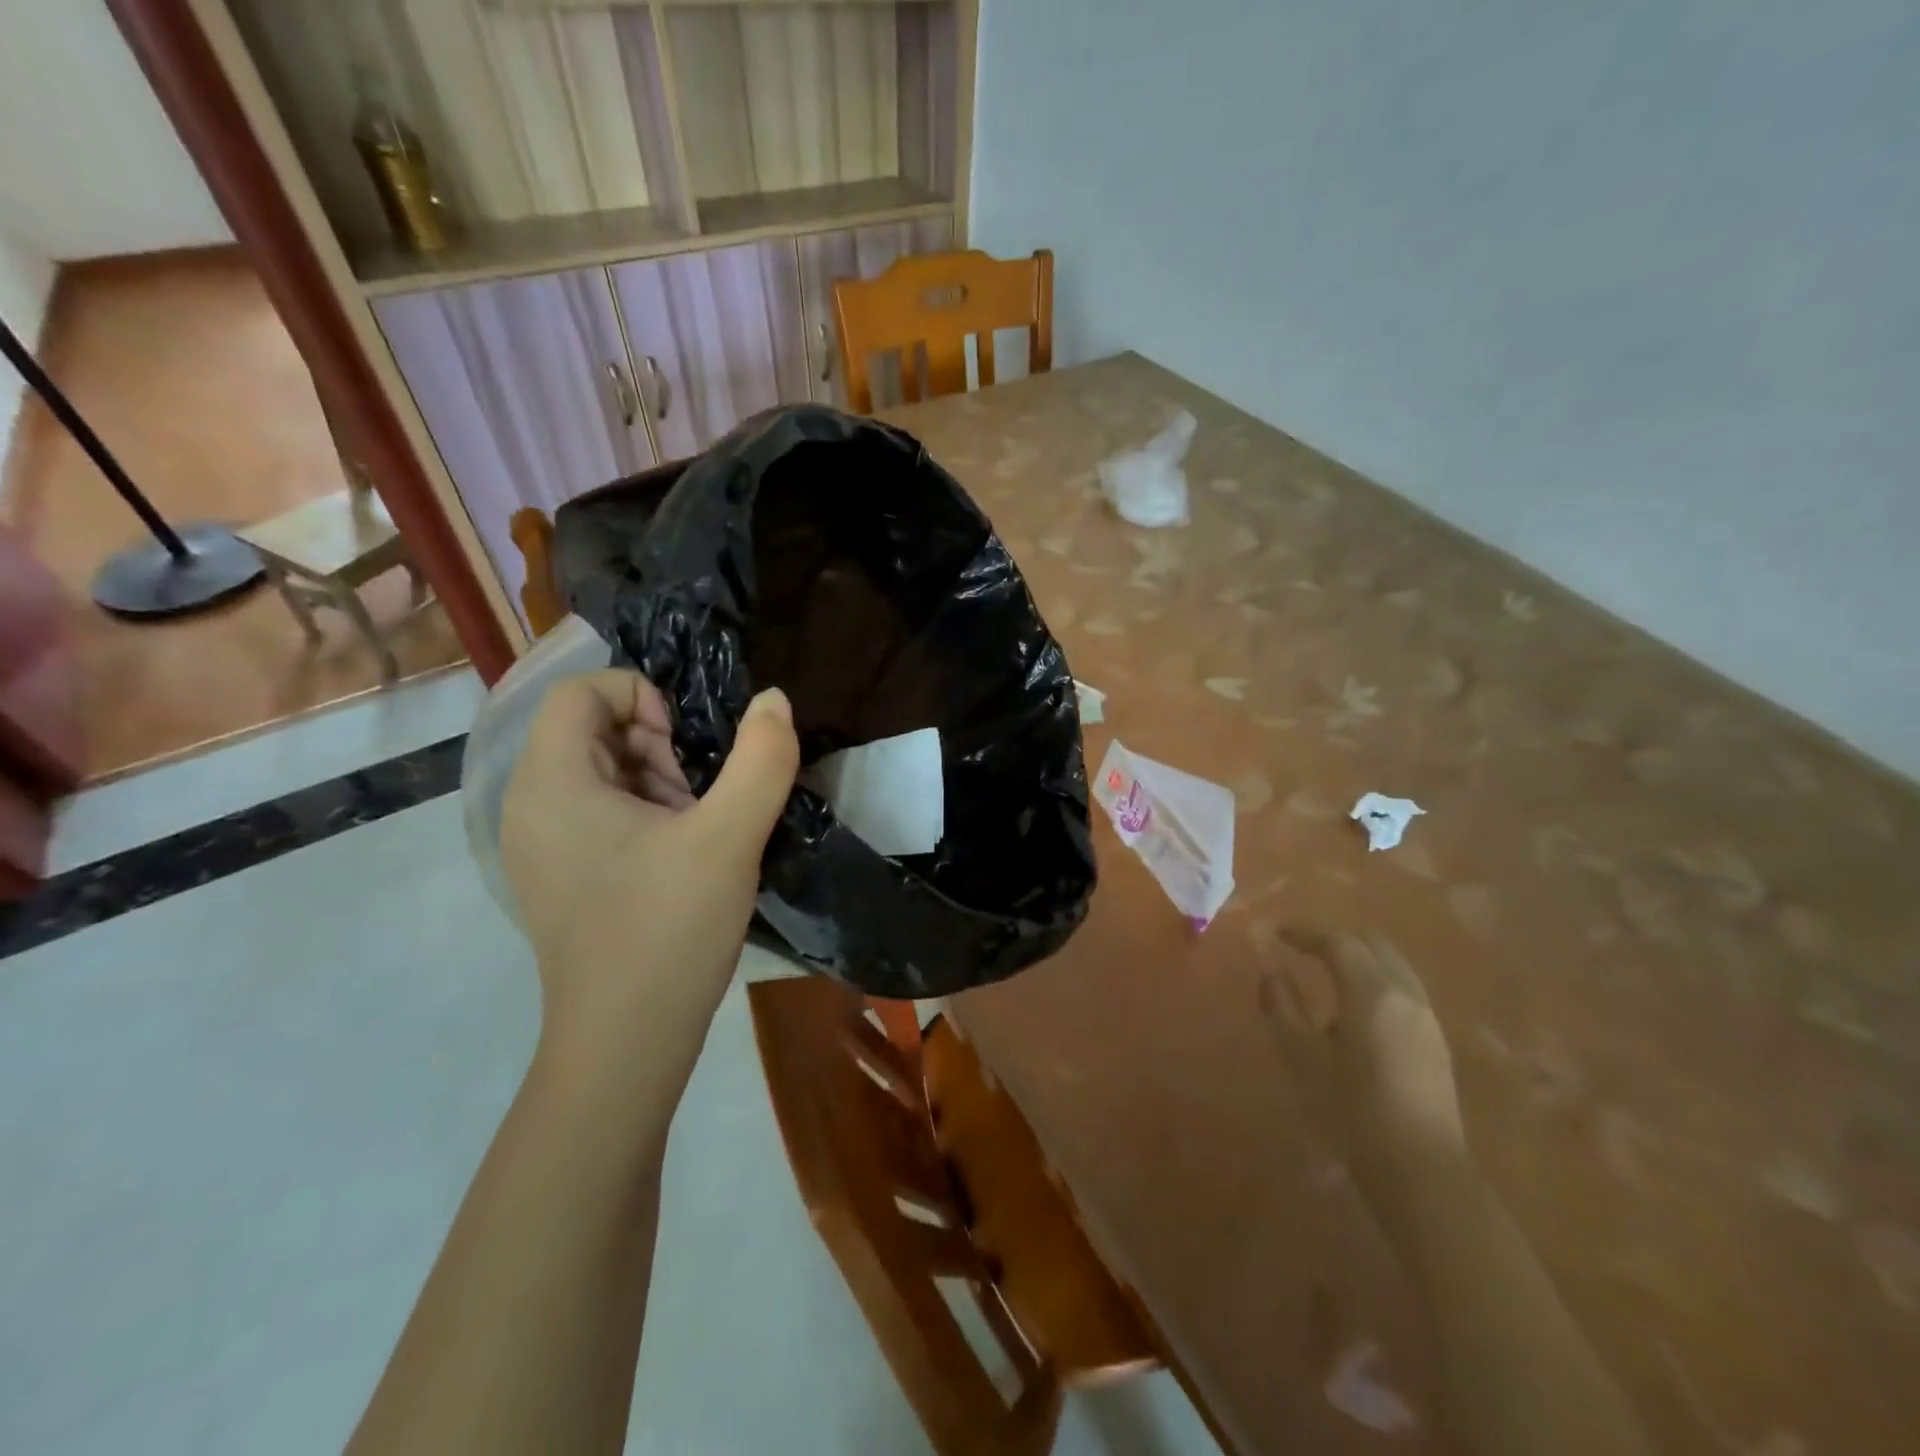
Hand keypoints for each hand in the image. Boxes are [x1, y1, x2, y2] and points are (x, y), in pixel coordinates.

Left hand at [501, 670, 797, 1096]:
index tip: (685, 745)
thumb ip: (761, 759)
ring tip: (696, 828)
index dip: (640, 696)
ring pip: (600, 772)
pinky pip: (600, 813)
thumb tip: (774, 700)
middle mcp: (530, 806)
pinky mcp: (562, 876)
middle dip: (656, 744)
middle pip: (590, 729)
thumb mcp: (729, 837)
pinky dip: (645, 814)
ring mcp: (542, 846)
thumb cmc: (668, 929)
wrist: (626, 1043)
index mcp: (551, 783)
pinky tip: (682, 856)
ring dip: (657, 780)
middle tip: (698, 795)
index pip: (579, 691)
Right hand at [1258, 930, 1468, 1217]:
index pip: (1336, 941)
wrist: (1420, 1169)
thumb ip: (1281, 1005)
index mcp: (1370, 992)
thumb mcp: (1301, 1056)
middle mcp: (1404, 992)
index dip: (1303, 932)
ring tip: (1326, 971)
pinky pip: (1403, 985)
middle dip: (1333, 937)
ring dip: (1358, 955)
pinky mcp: (1435, 1038)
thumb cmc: (1351, 1110)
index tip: (1275, 934)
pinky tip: (1355, 1004)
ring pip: (1392, 961)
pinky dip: (1375, 976)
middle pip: (1370, 941)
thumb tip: (1270, 970)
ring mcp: (1426, 1015)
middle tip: (1300, 948)